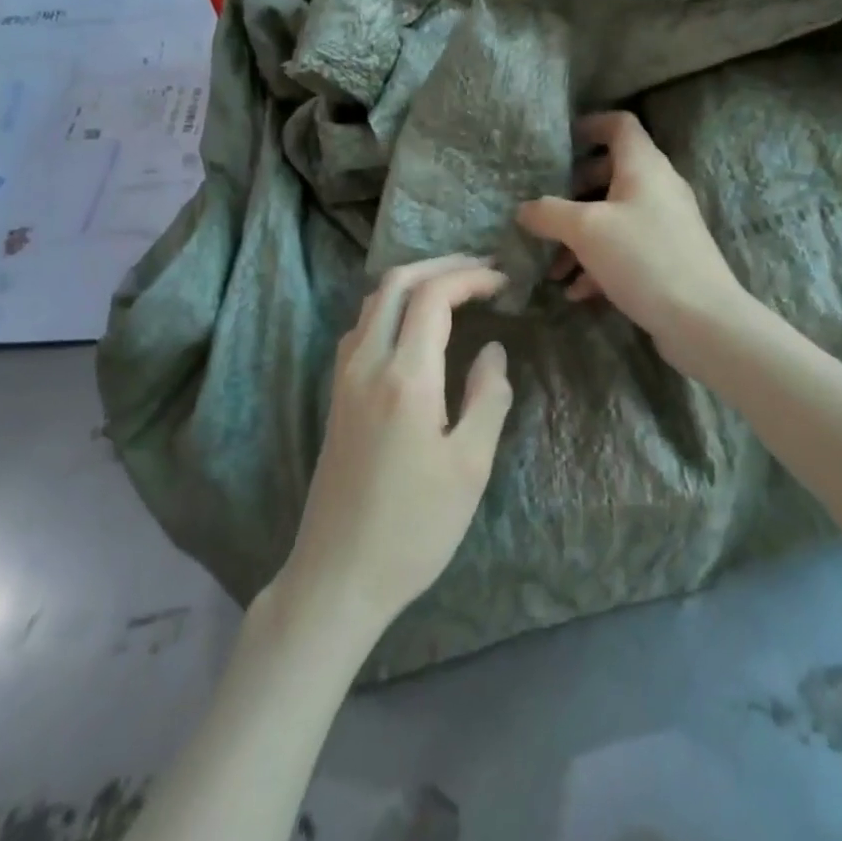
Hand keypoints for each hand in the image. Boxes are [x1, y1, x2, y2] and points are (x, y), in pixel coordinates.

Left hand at [281, 255, 513, 635]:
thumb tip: (492, 350)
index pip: (433, 296)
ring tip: (456, 287)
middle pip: (396, 283)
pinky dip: (393, 306)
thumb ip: (487, 397)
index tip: (504, 280)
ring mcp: (344, 378)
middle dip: (441, 265)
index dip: (470, 277)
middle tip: (483, 269)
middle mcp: (366, 363)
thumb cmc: (414, 527)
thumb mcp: (470, 466)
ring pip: (373, 301)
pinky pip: (362, 327)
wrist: (338, 575)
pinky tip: (416, 325)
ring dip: (415, 282)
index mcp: (404, 377)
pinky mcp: (337, 395)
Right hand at [516, 111, 745, 368]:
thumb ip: (549, 213)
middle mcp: (658, 188)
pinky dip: (598, 263)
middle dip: (573, 192)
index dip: (589, 125)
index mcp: (644, 166)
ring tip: (552, 268)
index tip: (558, 144)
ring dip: (580, 237)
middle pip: (610, 173)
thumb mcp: (586, 230)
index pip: (619, 124)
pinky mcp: (667, 258)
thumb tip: (524, 209)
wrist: (701, 320)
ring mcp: (665, 225)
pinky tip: (576, 292)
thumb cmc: (643, 258)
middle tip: (545, 210)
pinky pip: (625, 249)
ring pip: (614, 217)